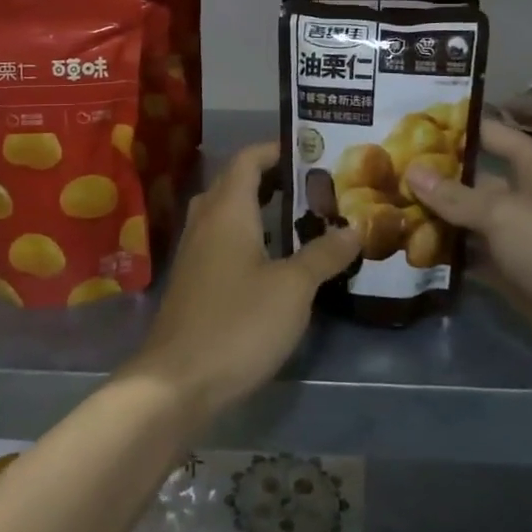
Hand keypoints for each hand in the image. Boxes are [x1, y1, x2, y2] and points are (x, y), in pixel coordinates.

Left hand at [124, 141, 359, 422]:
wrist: (177, 382)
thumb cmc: (238, 323)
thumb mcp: (293, 288)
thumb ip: (324, 254)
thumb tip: (354, 229)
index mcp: (228, 210)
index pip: (248, 159)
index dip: (277, 149)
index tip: (312, 152)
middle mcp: (206, 222)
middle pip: (236, 182)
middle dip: (273, 178)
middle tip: (314, 187)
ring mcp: (194, 253)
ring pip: (227, 214)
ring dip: (260, 209)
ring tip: (301, 219)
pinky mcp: (193, 282)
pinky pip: (222, 241)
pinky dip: (249, 237)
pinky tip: (275, 261)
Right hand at [406, 119, 531, 385]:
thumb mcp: (503, 213)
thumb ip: (455, 196)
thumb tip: (411, 171)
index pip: (488, 135)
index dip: (451, 129)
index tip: (405, 124)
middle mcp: (527, 196)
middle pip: (473, 181)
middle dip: (432, 179)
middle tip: (381, 172)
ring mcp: (519, 238)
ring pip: (469, 223)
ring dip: (434, 221)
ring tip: (381, 210)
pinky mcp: (513, 276)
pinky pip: (473, 260)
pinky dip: (446, 258)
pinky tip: (405, 252)